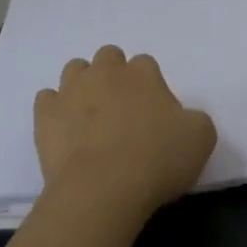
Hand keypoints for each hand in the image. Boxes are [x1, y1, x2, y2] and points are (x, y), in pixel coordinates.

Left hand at [33, 45, 217, 220]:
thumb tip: (181, 118)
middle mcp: (105, 72)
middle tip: (122, 110)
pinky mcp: (45, 114)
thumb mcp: (200, 139)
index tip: (153, 114)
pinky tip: (65, 130)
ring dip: (83, 85)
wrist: (102, 189)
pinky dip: (55, 110)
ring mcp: (71, 90)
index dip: (150, 86)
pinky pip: (47, 99)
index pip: (146, 64)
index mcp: (143, 73)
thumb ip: (194, 119)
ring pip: (75, 70)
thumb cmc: (156, 161)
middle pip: (109, 57)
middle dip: (114, 75)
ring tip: (91, 116)